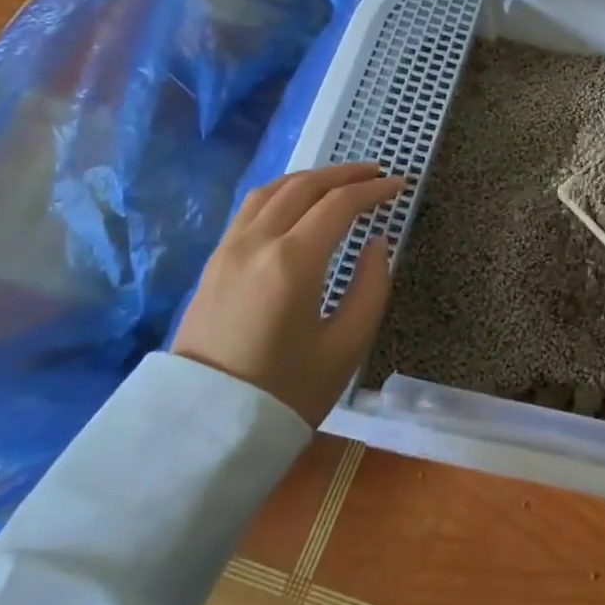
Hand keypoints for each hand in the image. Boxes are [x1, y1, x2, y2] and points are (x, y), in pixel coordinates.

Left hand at [172, 163, 407, 426]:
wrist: (204, 430)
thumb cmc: (286, 392)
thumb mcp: (347, 346)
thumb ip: (371, 287)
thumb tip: (376, 244)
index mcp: (293, 261)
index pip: (339, 205)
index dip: (374, 190)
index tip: (400, 185)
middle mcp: (257, 243)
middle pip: (304, 186)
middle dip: (345, 174)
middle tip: (377, 173)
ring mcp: (229, 250)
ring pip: (272, 190)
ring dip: (310, 178)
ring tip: (339, 181)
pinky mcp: (213, 264)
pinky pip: (250, 209)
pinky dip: (282, 192)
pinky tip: (296, 203)